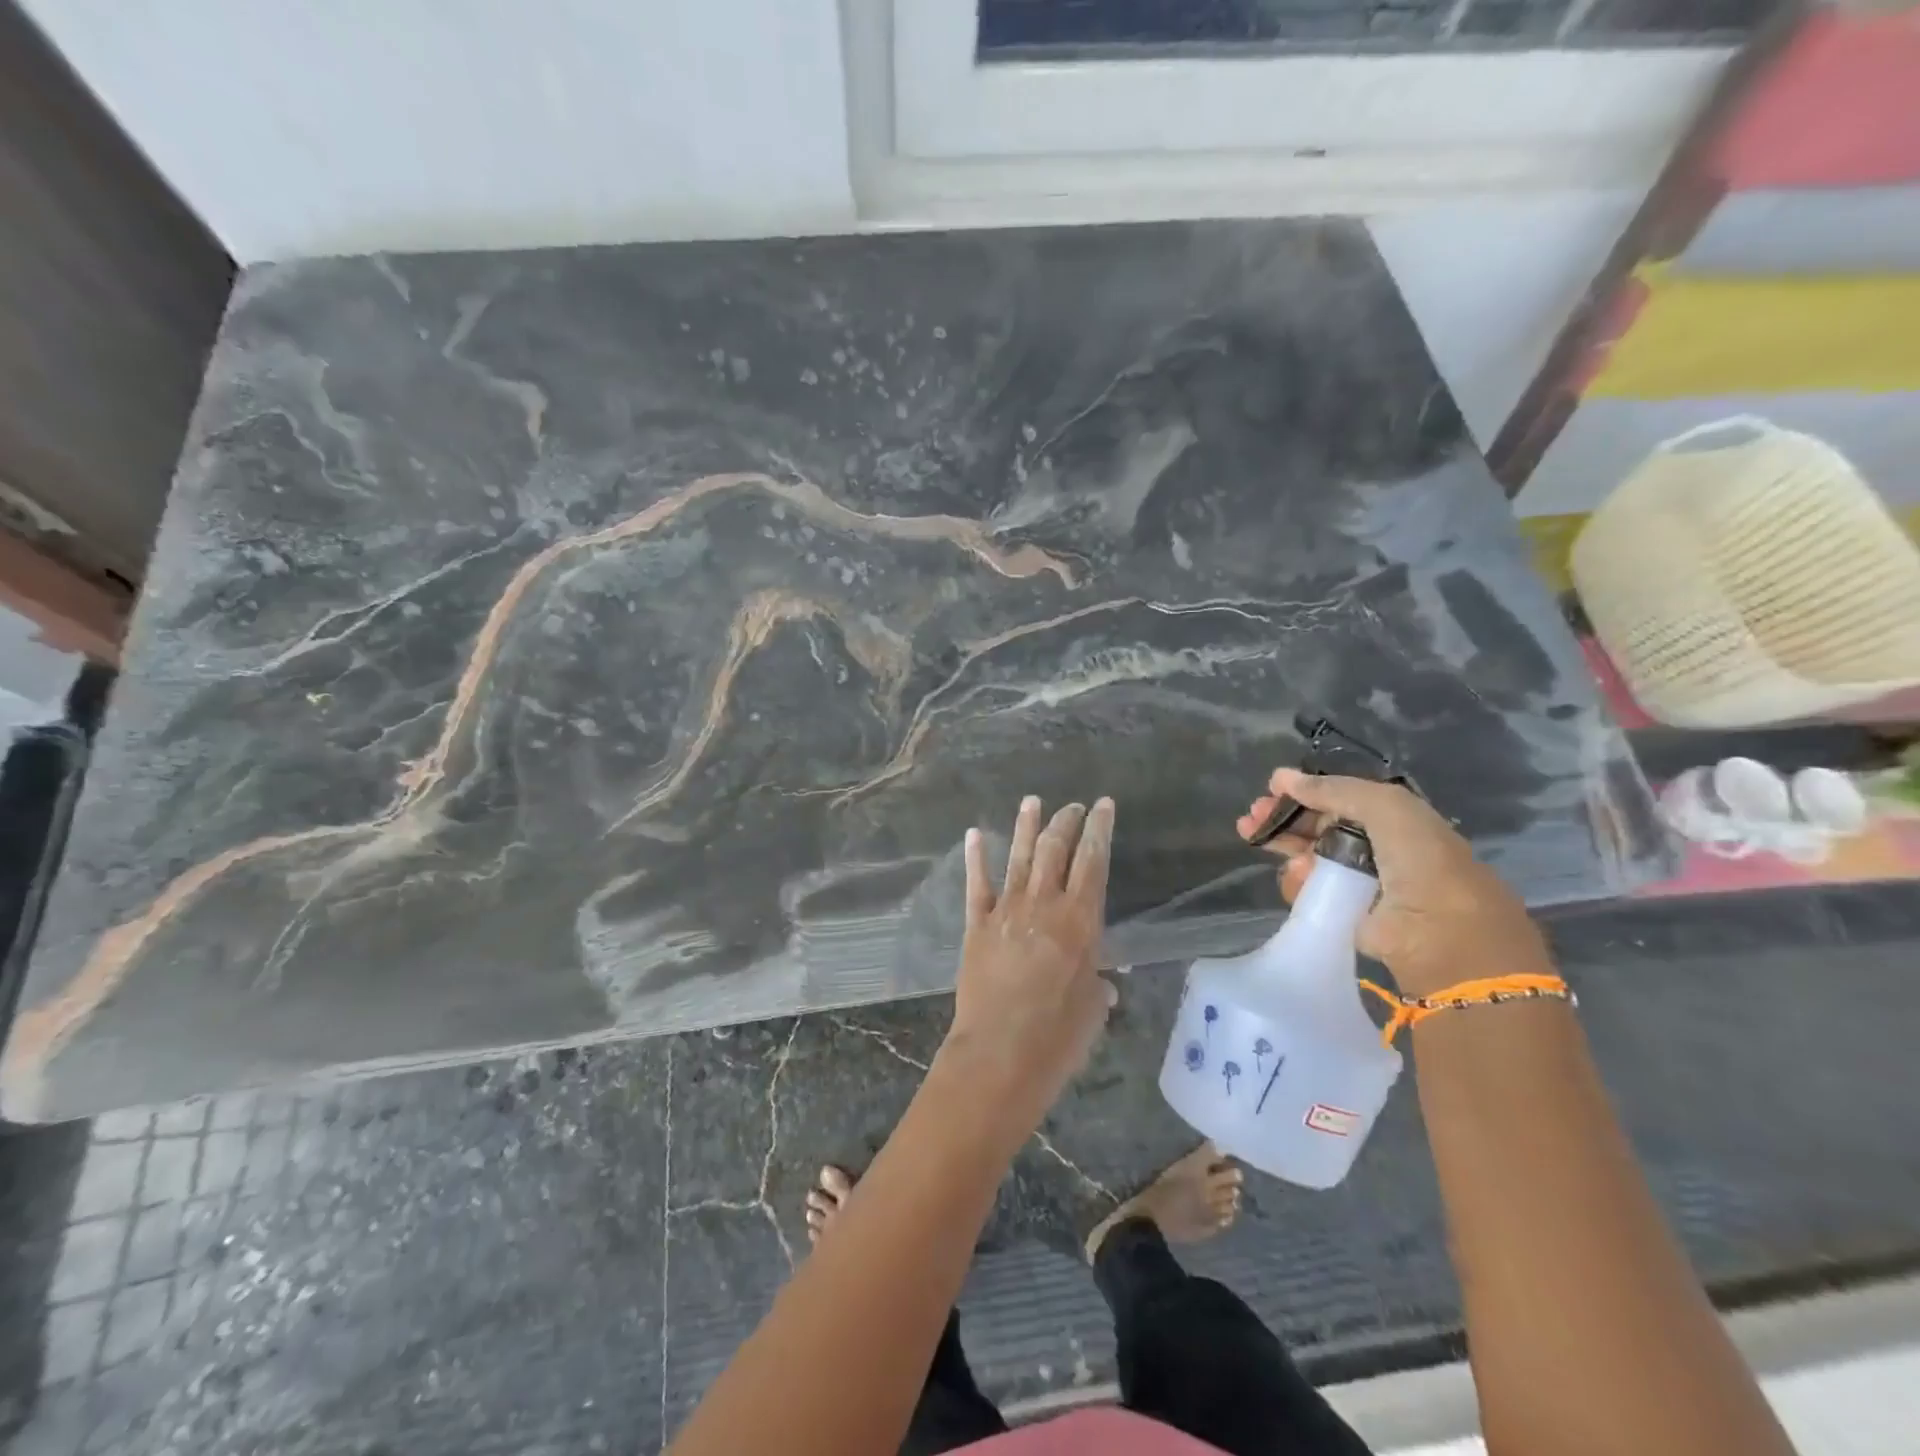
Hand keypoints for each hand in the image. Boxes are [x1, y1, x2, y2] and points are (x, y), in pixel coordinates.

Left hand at [941, 796, 1116, 1127]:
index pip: (1093, 861)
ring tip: (1032, 802)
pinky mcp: (977, 925)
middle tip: (1072, 806)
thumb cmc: (1059, 1037)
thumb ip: (1097, 985)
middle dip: (1065, 822)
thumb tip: (1102, 982)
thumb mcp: (1092, 1009)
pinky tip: (975, 834)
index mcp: (1080, 920)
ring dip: (1026, 827)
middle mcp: (1044, 904)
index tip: (1103, 806)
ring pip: (1019, 858)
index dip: (1099, 830)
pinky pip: (977, 884)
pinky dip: (976, 858)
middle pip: (1055, 849)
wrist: (1001, 1053)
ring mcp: (1007, 911)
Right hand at [1237, 770, 1547, 995]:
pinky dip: (1295, 880)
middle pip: (1317, 826)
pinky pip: (1308, 890)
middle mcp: (1375, 848)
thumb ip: (1335, 789)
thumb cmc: (1421, 860)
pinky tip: (1294, 873)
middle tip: (1251, 815)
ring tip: (1254, 836)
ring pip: (1306, 856)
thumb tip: (1282, 778)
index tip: (1272, 787)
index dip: (1305, 791)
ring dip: (1282, 844)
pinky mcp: (1343, 913)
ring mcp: (1357, 882)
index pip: (1339, 799)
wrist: (1441, 933)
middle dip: (1283, 817)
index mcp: (1393, 820)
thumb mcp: (1387, 806)